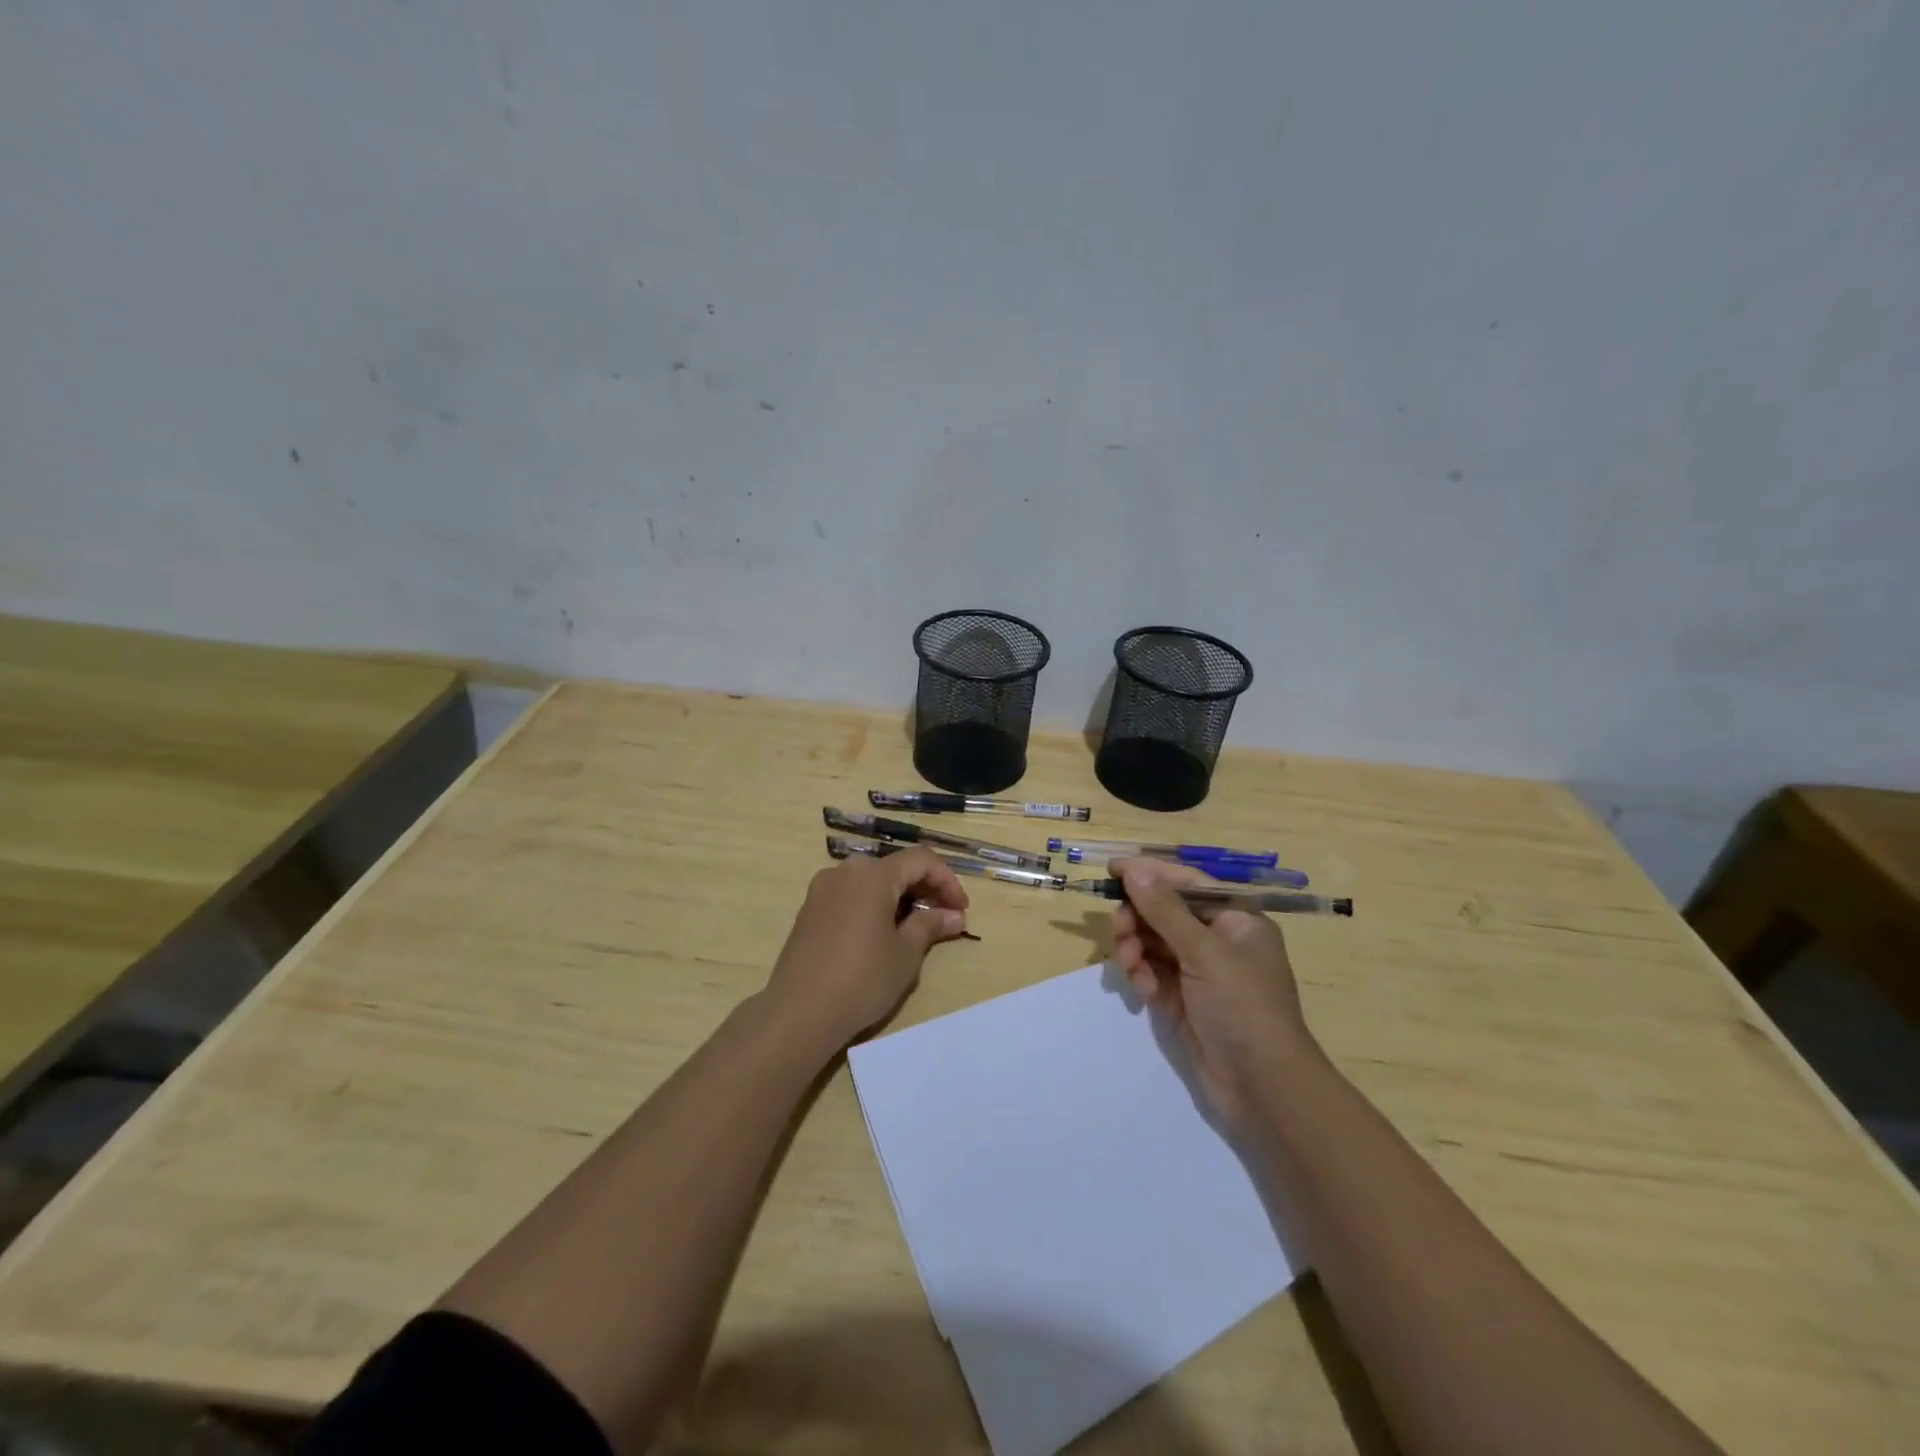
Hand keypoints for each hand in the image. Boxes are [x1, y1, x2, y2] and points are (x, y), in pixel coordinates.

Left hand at [765, 848, 969, 1053]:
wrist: (798, 1012)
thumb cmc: (861, 980)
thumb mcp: (906, 954)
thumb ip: (930, 925)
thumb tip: (954, 915)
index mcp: (873, 875)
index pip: (921, 860)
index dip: (947, 881)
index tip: (960, 910)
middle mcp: (846, 871)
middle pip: (895, 866)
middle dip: (923, 887)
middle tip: (942, 918)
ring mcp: (823, 889)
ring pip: (871, 879)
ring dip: (898, 895)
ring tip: (913, 926)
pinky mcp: (809, 908)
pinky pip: (850, 893)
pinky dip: (873, 903)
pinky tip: (880, 933)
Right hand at [1111, 856, 1313, 1121]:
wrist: (1263, 1086)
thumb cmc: (1243, 1007)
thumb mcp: (1204, 952)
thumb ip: (1165, 909)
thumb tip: (1135, 869)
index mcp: (1235, 918)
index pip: (1186, 882)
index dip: (1150, 873)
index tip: (1112, 869)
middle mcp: (1217, 939)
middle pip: (1164, 912)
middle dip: (1138, 918)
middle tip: (1119, 929)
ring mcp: (1199, 971)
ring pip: (1153, 942)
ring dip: (1135, 948)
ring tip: (1130, 965)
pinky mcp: (1182, 999)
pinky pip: (1152, 972)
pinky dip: (1142, 975)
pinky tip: (1143, 990)